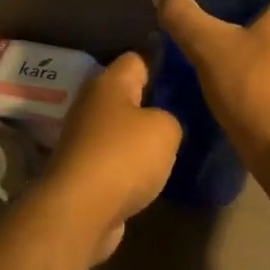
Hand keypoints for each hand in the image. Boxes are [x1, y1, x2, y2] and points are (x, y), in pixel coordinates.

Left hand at [38, 52, 181, 262]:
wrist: (80, 211)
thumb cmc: (124, 156)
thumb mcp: (165, 128)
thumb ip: (171, 116)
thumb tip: (162, 123)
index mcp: (109, 83)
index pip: (138, 58)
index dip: (164, 63)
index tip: (189, 75)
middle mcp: (92, 104)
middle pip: (128, 94)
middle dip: (155, 102)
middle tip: (189, 111)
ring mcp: (85, 138)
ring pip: (122, 127)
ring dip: (144, 136)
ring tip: (177, 143)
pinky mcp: (84, 169)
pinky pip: (116, 156)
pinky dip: (133, 164)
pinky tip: (155, 172)